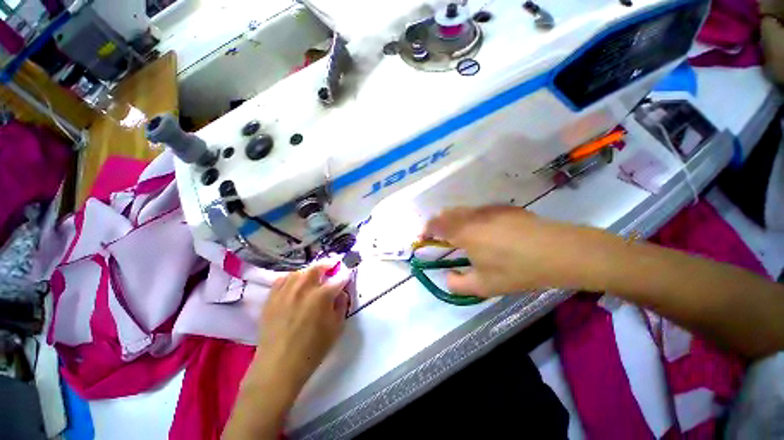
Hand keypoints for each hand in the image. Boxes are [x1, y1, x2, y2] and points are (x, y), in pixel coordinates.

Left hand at [252, 263, 349, 394]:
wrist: (278, 366)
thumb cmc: (312, 349)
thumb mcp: (336, 328)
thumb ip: (341, 305)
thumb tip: (340, 292)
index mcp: (322, 296)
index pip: (338, 279)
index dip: (345, 275)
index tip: (347, 274)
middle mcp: (304, 288)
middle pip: (317, 268)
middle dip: (327, 265)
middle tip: (332, 265)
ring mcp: (286, 291)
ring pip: (299, 272)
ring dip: (309, 271)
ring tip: (313, 275)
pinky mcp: (272, 298)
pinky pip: (282, 280)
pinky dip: (291, 278)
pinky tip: (294, 283)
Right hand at [423, 206, 617, 296]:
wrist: (560, 251)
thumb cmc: (518, 270)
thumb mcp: (484, 286)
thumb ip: (458, 284)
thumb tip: (447, 277)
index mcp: (464, 232)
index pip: (436, 224)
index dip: (426, 230)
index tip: (423, 238)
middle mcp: (473, 216)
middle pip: (447, 213)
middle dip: (438, 223)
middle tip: (439, 237)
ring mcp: (490, 210)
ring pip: (463, 210)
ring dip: (454, 219)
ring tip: (459, 234)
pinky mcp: (505, 209)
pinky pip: (479, 211)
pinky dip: (471, 218)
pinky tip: (484, 230)